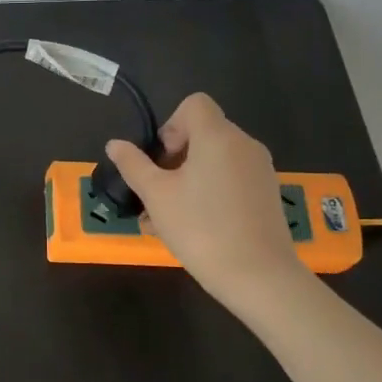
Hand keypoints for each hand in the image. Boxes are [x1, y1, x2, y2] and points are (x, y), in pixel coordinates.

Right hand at [105, 94, 308, 313]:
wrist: (259, 277)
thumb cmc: (201, 228)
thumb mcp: (156, 196)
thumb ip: (133, 165)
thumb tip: (115, 144)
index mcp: (218, 137)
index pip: (194, 104)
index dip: (171, 125)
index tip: (161, 160)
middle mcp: (244, 145)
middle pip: (203, 135)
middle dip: (173, 160)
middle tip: (155, 195)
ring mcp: (260, 171)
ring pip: (214, 163)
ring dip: (186, 181)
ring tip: (164, 220)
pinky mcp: (267, 195)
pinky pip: (230, 181)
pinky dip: (209, 193)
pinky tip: (192, 228)